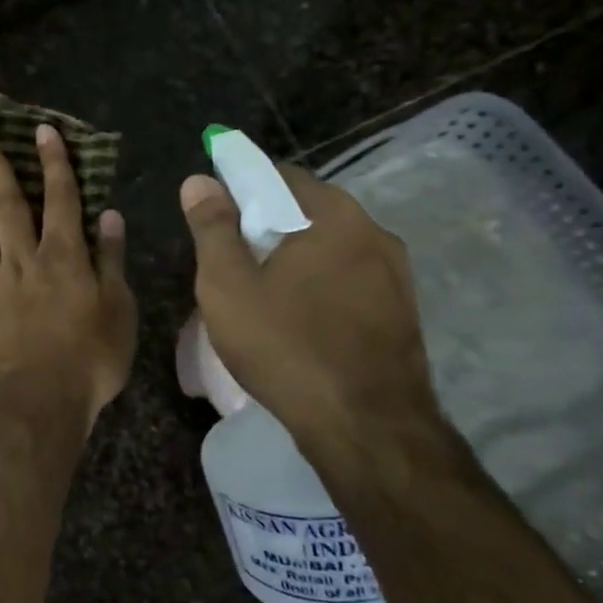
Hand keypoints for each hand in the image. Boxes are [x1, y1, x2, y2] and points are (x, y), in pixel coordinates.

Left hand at [0, 120, 136, 420]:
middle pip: (6, 205)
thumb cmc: (91, 359)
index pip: (60, 199)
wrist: (44, 405)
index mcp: (63, 258)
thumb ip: (110, 260)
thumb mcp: (119, 309)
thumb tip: (108, 215)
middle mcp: (22, 262)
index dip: (52, 163)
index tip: (40, 129)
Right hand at [179, 164, 445, 467]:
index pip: (281, 175)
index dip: (242, 186)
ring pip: (332, 248)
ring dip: (297, 257)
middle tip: (232, 257)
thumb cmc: (286, 346)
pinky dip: (321, 285)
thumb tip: (199, 180)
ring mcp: (397, 275)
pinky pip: (351, 280)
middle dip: (268, 225)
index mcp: (334, 216)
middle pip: (309, 211)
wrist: (366, 426)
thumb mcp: (228, 285)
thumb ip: (212, 227)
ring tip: (262, 290)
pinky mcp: (402, 312)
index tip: (215, 213)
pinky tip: (299, 318)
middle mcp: (375, 233)